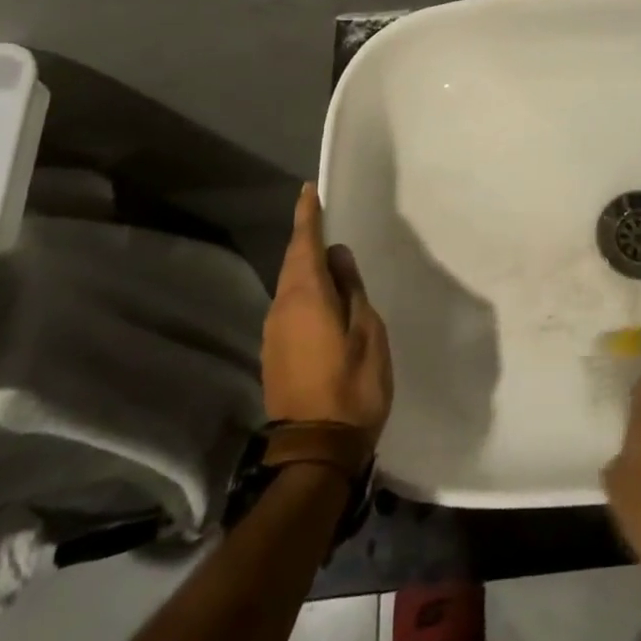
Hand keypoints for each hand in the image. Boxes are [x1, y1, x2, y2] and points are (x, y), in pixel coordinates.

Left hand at [261, 184, 392, 439]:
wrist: (316, 449)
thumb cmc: (352, 384)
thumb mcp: (367, 330)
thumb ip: (351, 289)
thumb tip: (336, 257)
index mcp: (306, 296)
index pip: (304, 244)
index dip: (307, 216)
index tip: (308, 190)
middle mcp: (282, 308)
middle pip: (293, 262)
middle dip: (305, 238)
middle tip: (321, 217)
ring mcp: (274, 333)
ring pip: (289, 285)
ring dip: (304, 265)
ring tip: (327, 255)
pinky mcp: (275, 353)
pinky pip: (289, 306)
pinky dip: (304, 290)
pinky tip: (322, 296)